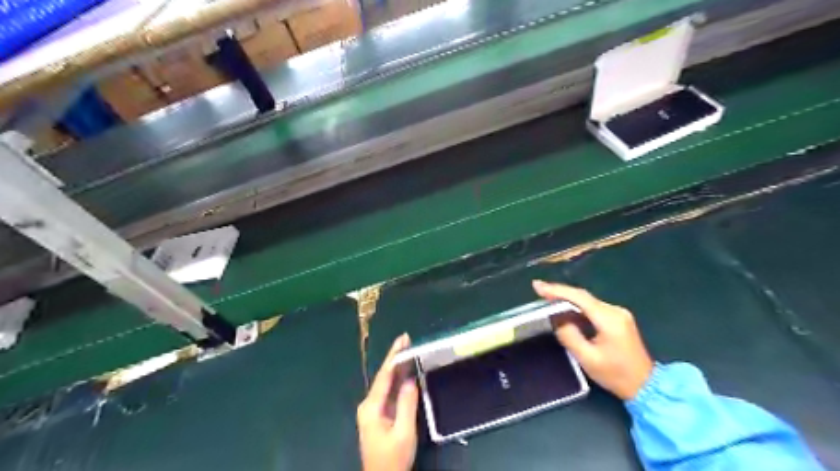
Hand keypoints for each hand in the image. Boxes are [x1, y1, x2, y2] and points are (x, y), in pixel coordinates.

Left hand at [356, 333, 417, 469]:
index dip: (394, 356)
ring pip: (387, 384)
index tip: (403, 339)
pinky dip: (398, 381)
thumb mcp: (403, 432)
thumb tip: (410, 380)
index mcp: (371, 407)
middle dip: (396, 358)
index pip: (384, 375)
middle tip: (408, 340)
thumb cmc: (393, 458)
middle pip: (384, 377)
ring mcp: (373, 411)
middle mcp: (369, 405)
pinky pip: (389, 393)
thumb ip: (407, 404)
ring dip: (398, 368)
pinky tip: (406, 373)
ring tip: (408, 351)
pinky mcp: (379, 416)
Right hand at [530, 282, 655, 397]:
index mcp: (609, 319)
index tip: (537, 286)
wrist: (646, 386)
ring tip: (546, 298)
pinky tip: (564, 309)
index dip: (557, 290)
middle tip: (538, 290)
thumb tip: (556, 319)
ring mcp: (618, 314)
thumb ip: (569, 336)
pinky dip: (576, 307)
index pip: (579, 298)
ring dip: (567, 299)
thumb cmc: (616, 375)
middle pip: (583, 296)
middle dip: (559, 292)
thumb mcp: (587, 358)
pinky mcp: (617, 318)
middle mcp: (615, 311)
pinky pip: (592, 307)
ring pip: (587, 301)